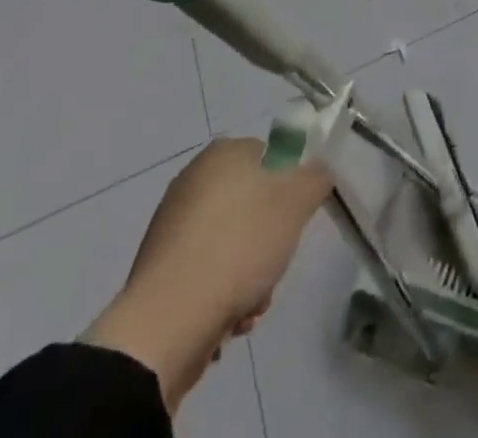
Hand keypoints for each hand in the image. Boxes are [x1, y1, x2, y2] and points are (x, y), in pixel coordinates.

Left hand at [84, 138, 331, 406]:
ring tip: (252, 303)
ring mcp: (171, 226)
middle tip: (275, 263)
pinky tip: (228, 320)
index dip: (287, 186)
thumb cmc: (239, 245)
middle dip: (269, 240)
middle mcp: (192, 180)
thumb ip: (315, 178)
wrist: (167, 324)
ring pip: (231, 243)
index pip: (268, 156)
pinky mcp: (160, 270)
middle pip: (251, 204)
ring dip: (250, 273)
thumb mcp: (295, 203)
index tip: (293, 219)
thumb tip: (318, 170)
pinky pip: (206, 273)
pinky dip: (221, 293)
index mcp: (222, 153)